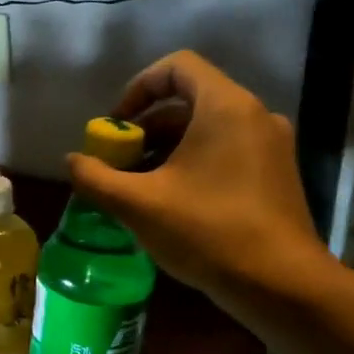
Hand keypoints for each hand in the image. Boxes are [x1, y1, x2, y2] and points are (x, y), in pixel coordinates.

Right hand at [66, 51, 334, 307]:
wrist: (282, 286)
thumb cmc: (207, 231)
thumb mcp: (139, 205)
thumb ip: (96, 177)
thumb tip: (72, 161)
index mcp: (225, 107)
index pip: (178, 66)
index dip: (139, 87)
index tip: (117, 124)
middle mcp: (254, 115)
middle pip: (190, 100)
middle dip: (147, 126)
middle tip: (120, 161)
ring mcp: (271, 146)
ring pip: (208, 129)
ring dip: (168, 148)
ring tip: (139, 185)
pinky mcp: (277, 175)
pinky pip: (228, 151)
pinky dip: (195, 163)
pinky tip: (173, 202)